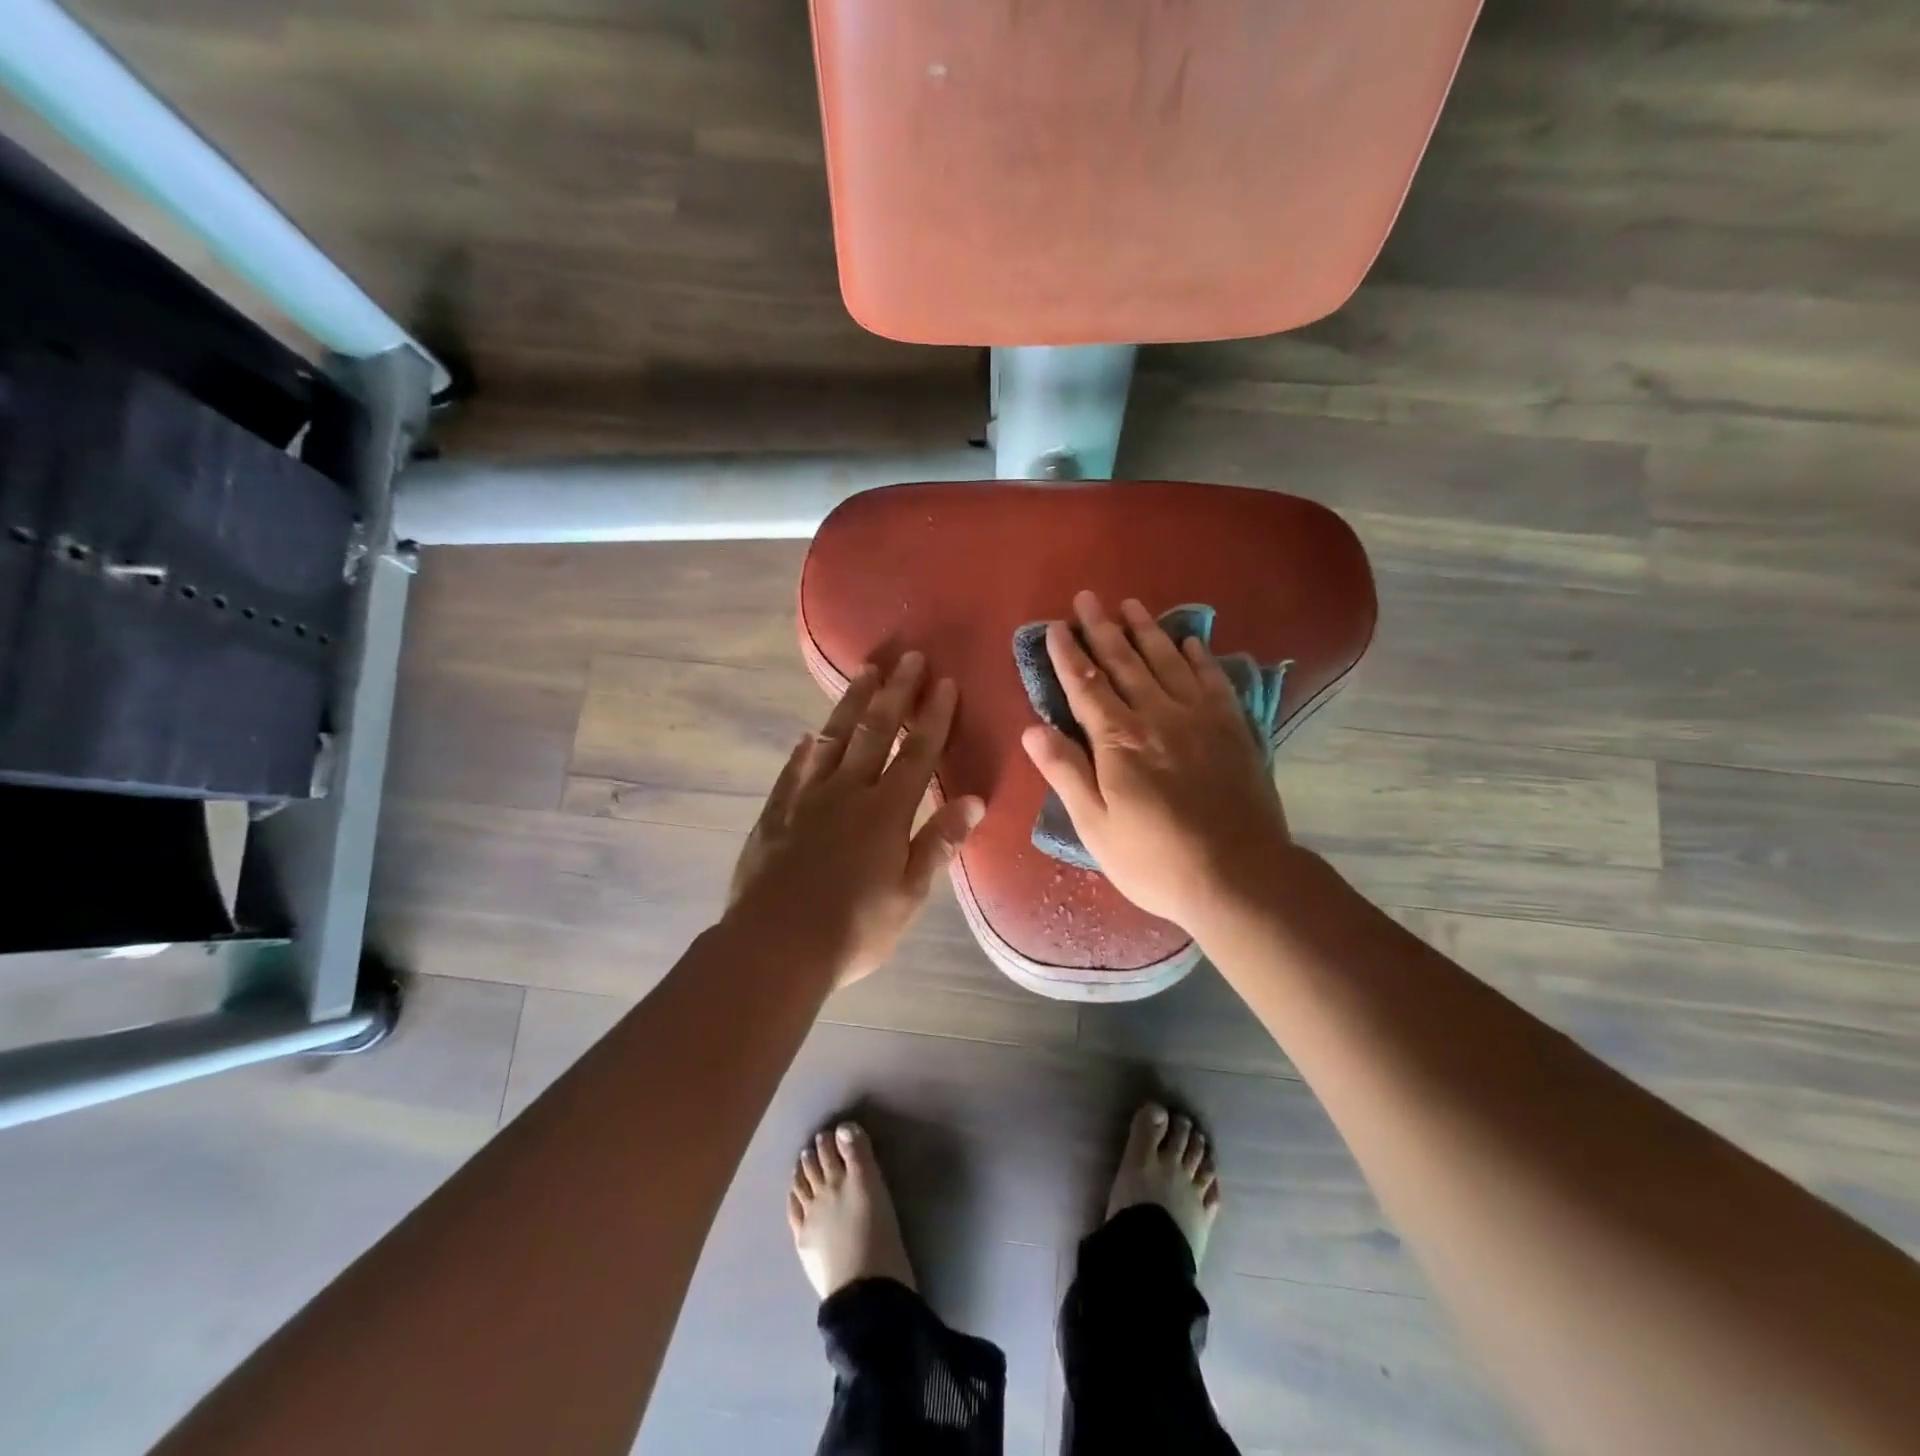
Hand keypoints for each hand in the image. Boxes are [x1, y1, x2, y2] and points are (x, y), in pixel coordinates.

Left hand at [726, 652, 984, 985]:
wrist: (774, 947)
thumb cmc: (853, 930)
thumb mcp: (908, 895)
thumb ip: (939, 843)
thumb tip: (973, 800)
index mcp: (885, 812)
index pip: (916, 754)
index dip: (933, 717)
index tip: (944, 682)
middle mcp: (847, 793)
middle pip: (874, 732)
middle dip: (895, 693)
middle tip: (908, 657)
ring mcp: (806, 799)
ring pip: (833, 739)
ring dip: (851, 704)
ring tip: (865, 672)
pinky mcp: (775, 814)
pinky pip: (793, 770)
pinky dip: (805, 749)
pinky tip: (810, 735)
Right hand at [1020, 591, 1294, 930]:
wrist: (1240, 876)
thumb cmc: (1155, 859)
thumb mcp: (1095, 826)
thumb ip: (1065, 773)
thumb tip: (1031, 729)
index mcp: (1119, 740)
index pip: (1086, 686)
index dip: (1068, 655)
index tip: (1054, 627)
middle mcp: (1158, 715)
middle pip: (1125, 663)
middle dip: (1102, 628)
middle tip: (1088, 598)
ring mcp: (1200, 718)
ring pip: (1168, 661)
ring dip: (1146, 631)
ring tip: (1131, 605)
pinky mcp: (1234, 728)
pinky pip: (1213, 680)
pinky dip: (1199, 657)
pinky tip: (1190, 642)